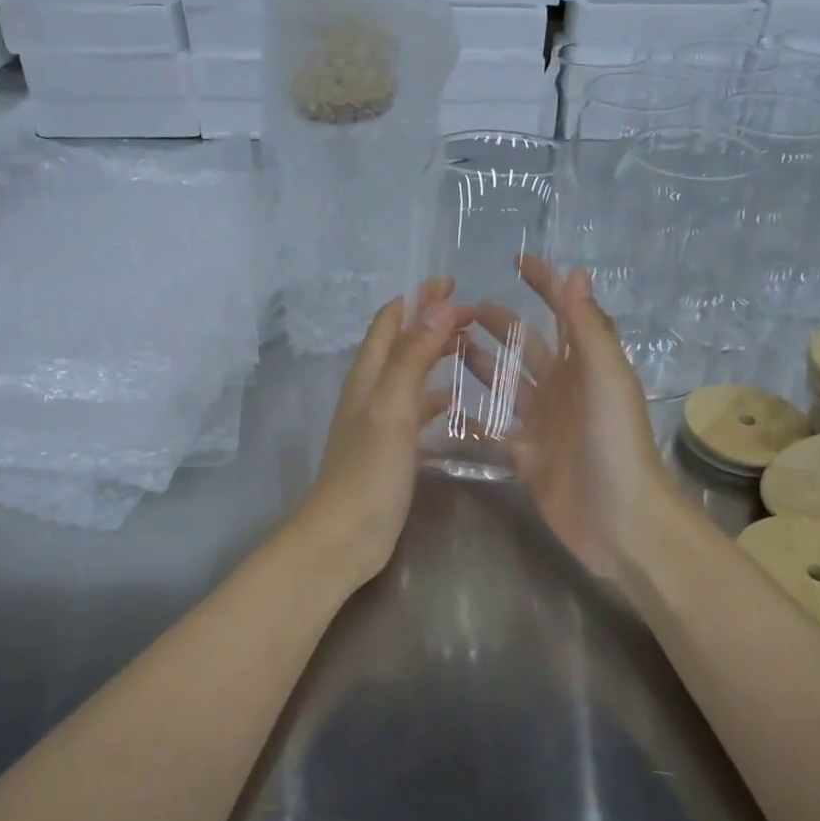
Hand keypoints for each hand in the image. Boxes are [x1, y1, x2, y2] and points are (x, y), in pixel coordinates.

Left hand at [292, 278, 470, 586]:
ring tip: (473, 351)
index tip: (453, 283)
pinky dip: (436, 399)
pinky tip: (459, 406)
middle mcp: (370, 392)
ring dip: (436, 358)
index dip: (417, 298)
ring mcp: (379, 422)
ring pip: (410, 377)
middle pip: (400, 344)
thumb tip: (440, 305)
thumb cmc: (368, 472)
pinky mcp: (391, 450)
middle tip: (474, 317)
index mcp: (367, 376)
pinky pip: (417, 412)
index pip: (389, 321)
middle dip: (432, 323)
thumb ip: (413, 356)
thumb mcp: (392, 408)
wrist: (344, 537)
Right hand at [471, 258, 672, 582]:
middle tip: (459, 308)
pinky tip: (443, 404)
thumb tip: (575, 272)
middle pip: (527, 346)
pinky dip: (473, 417)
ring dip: (482, 363)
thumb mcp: (607, 380)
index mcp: (585, 366)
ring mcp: (542, 423)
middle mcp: (562, 389)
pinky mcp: (526, 456)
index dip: (545, 285)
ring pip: (506, 384)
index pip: (564, 313)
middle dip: (499, 323)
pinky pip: (493, 429)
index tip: (518, 260)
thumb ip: (589, 329)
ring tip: (447, 345)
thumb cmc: (616, 445)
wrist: (620, 521)